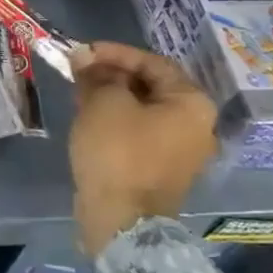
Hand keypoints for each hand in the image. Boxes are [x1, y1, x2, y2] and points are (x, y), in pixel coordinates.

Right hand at [67, 41, 217, 255]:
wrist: (121, 221)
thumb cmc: (118, 152)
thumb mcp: (103, 103)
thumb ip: (96, 74)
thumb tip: (84, 56)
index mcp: (191, 104)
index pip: (153, 63)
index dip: (115, 53)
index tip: (82, 52)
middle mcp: (195, 125)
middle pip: (150, 86)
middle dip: (111, 74)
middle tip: (77, 71)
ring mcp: (178, 151)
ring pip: (141, 110)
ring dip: (110, 96)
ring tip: (77, 91)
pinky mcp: (158, 170)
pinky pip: (137, 132)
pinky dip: (114, 119)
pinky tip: (88, 118)